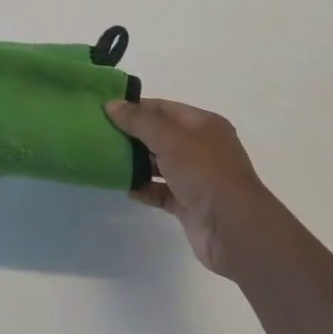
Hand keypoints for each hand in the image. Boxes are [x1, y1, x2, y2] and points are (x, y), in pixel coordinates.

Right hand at [107, 98, 270, 277]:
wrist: (233, 229)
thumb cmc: (204, 172)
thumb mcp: (169, 138)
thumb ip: (138, 121)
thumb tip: (111, 104)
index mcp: (203, 125)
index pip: (163, 108)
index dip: (136, 107)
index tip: (105, 109)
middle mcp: (201, 148)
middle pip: (160, 135)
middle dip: (132, 134)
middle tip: (99, 133)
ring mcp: (195, 177)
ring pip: (158, 163)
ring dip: (135, 161)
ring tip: (104, 157)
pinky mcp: (188, 204)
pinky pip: (159, 190)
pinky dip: (142, 187)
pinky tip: (120, 185)